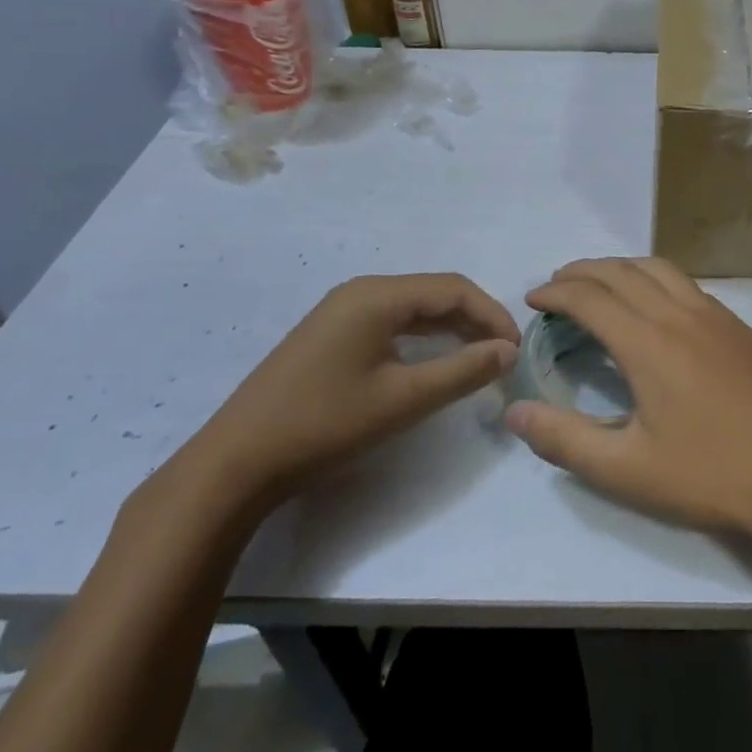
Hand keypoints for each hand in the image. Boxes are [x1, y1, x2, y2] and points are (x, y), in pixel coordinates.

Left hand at [182, 273, 519, 512]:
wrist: (236, 463)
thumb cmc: (325, 425)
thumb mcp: (403, 400)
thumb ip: (463, 370)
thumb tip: (508, 350)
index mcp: (377, 295)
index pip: (454, 288)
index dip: (492, 315)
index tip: (516, 350)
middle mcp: (360, 292)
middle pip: (434, 293)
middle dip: (474, 319)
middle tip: (502, 356)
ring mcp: (341, 312)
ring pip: (412, 308)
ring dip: (450, 328)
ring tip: (478, 358)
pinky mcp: (330, 335)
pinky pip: (390, 322)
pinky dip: (422, 337)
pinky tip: (433, 361)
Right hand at [504, 258, 751, 543]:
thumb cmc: (708, 475)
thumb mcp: (626, 469)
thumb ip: (564, 439)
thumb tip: (514, 412)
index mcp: (648, 343)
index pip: (590, 298)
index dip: (556, 293)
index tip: (533, 300)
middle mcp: (679, 314)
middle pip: (621, 271)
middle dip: (582, 271)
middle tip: (556, 285)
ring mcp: (714, 315)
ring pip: (658, 268)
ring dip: (620, 267)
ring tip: (599, 284)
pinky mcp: (737, 325)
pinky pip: (686, 283)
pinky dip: (654, 278)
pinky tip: (653, 305)